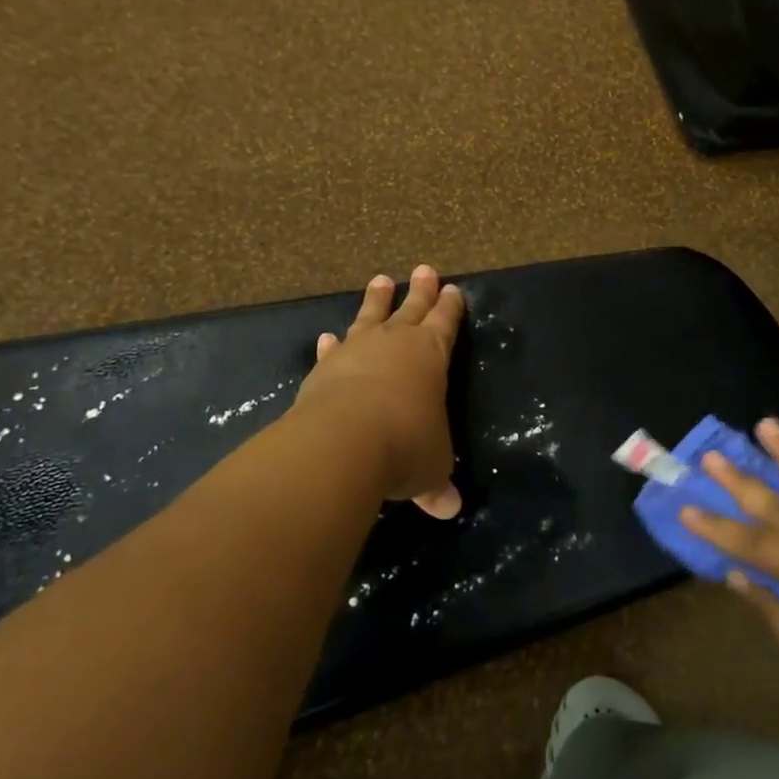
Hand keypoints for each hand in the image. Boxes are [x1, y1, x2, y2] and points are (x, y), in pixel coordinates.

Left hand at [296, 265, 465, 518]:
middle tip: (425, 269)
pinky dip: (332, 344)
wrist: (343, 441)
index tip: (454, 290)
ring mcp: (356, 351)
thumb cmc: (406, 445)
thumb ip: (437, 483)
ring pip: (370, 316)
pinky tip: (328, 337)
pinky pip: (333, 350)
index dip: (451, 308)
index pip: (445, 323)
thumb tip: (449, 509)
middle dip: (421, 290)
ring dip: (377, 300)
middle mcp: (395, 344)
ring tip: (381, 279)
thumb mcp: (431, 468)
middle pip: (412, 308)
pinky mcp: (324, 368)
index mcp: (431, 355)